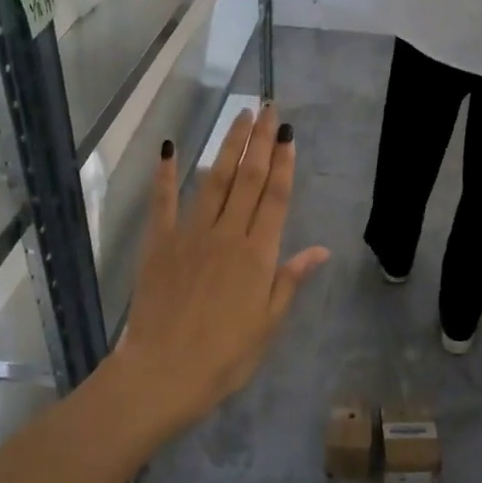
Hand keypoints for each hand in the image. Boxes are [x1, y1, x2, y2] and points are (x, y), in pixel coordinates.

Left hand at [106, 104, 329, 436]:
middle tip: (268, 109)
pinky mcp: (160, 244)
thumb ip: (290, 280)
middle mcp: (227, 235)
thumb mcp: (268, 323)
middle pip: (248, 179)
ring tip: (239, 117)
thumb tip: (321, 249)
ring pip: (214, 181)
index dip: (283, 163)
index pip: (275, 198)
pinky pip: (164, 202)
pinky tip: (171, 147)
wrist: (163, 373)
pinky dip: (167, 174)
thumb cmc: (225, 356)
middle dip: (260, 142)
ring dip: (227, 146)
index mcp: (258, 255)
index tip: (288, 133)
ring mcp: (190, 235)